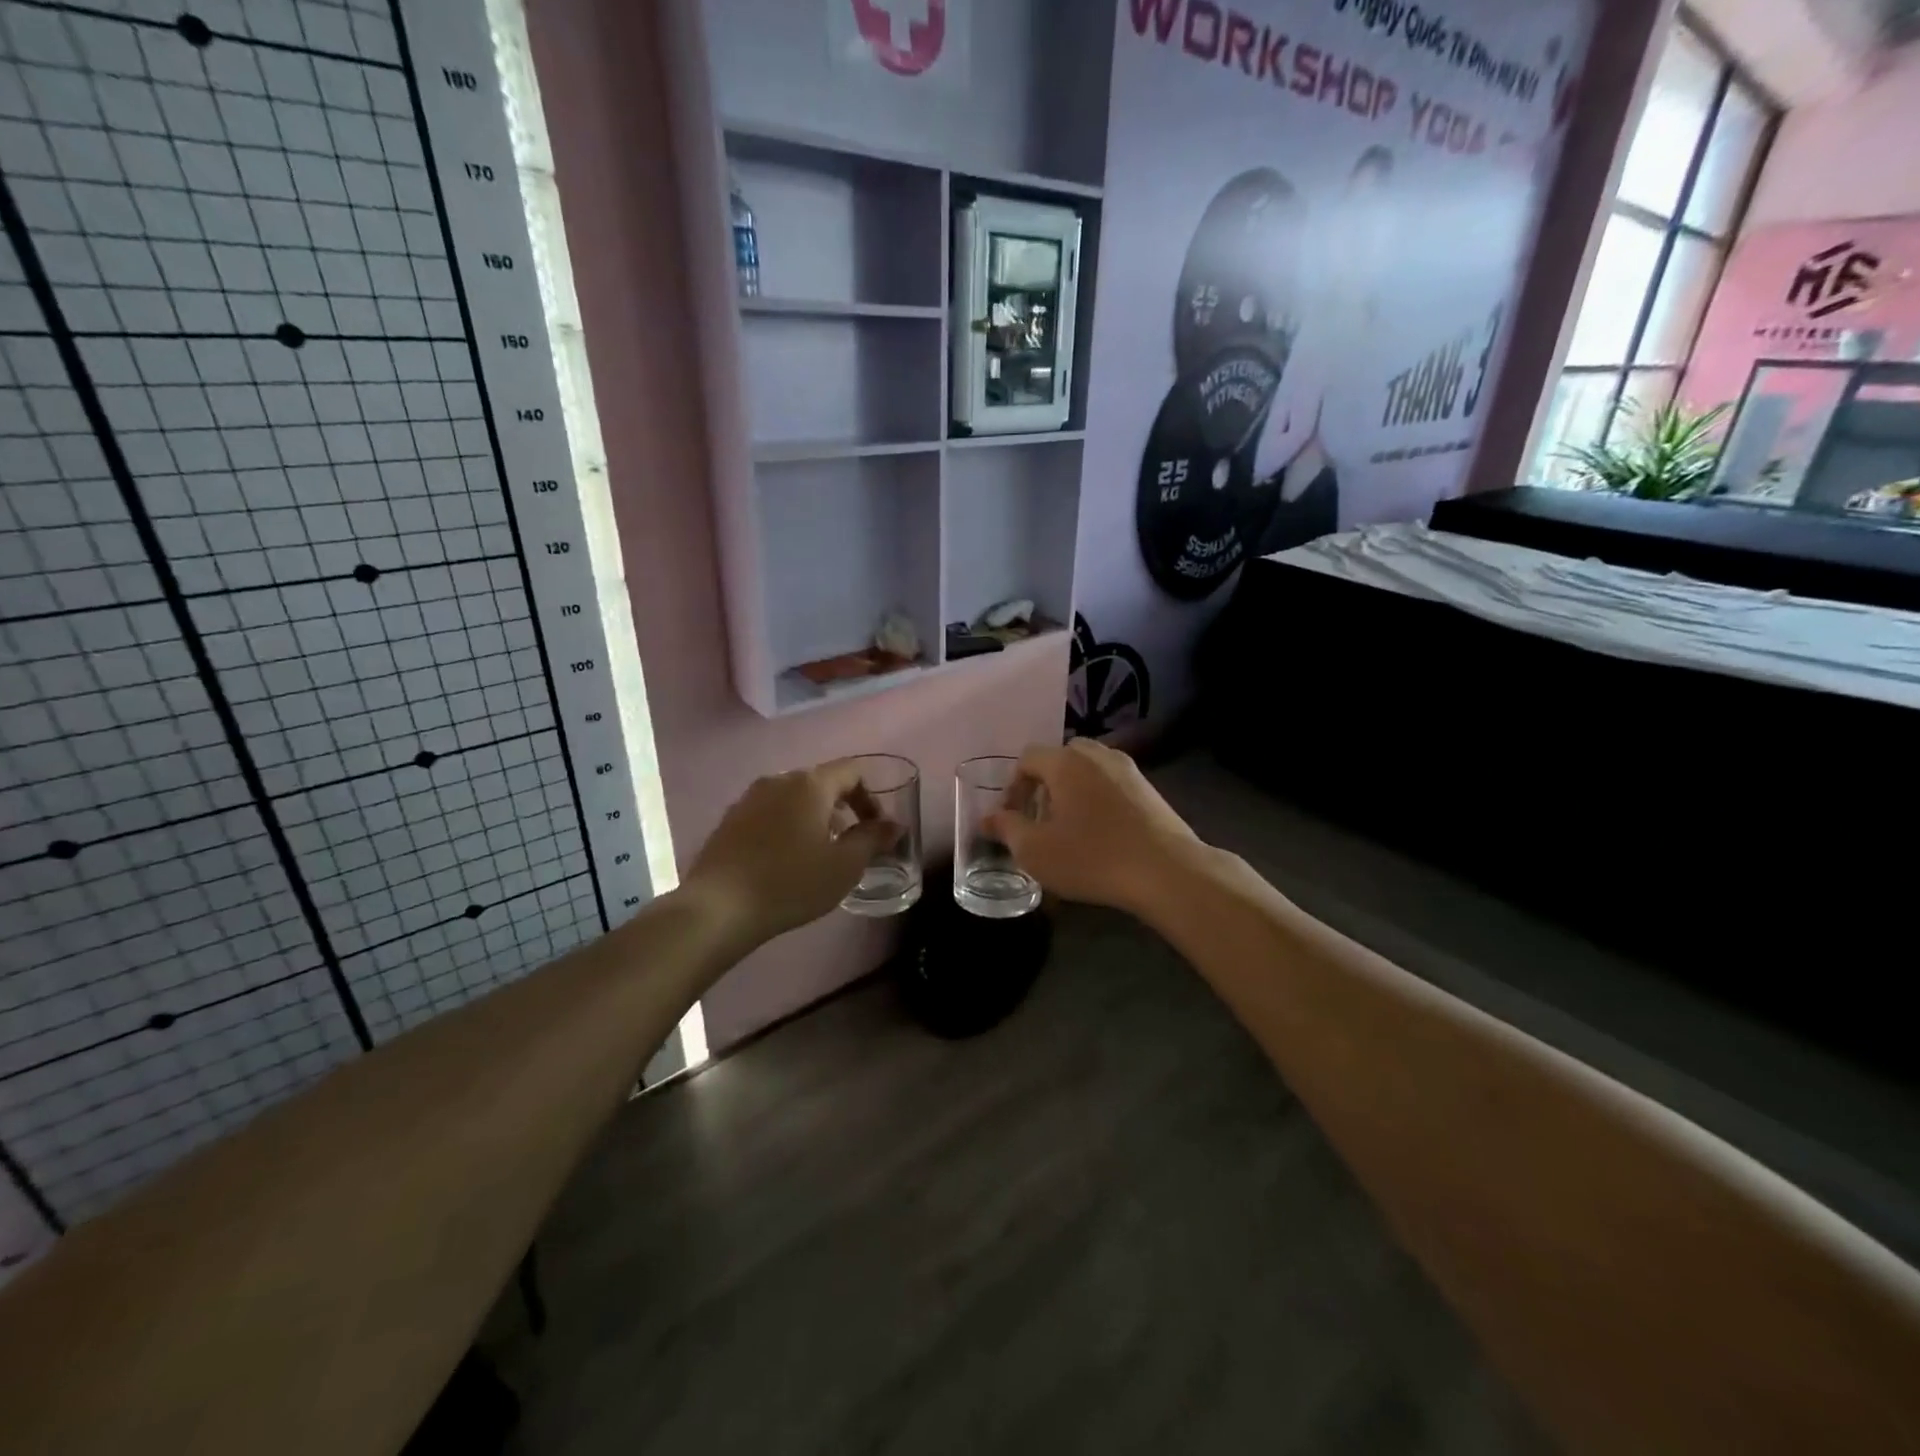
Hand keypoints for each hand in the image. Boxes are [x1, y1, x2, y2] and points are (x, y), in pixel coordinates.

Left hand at [683, 760, 899, 946]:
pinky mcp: (729, 820)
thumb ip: (873, 839)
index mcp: (811, 784)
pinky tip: (785, 861)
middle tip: (850, 844)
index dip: (871, 797)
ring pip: (794, 798)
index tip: (875, 829)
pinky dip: (787, 827)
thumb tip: (894, 825)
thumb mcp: (845, 865)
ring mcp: (749, 798)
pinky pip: (769, 813)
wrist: (719, 908)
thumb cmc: (791, 882)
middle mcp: (779, 780)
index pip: (852, 771)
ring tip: (818, 854)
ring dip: (814, 818)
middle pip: (821, 782)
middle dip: (842, 808)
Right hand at [985, 739, 1200, 916]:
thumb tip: (988, 818)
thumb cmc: (1092, 857)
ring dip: (1071, 791)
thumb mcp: (1036, 850)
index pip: (1027, 758)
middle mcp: (1097, 755)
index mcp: (1066, 761)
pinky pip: (1111, 784)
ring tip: (1068, 828)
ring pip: (1088, 770)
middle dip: (1043, 785)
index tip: (1012, 819)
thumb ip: (1007, 828)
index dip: (1012, 787)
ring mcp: (1128, 770)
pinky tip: (1100, 833)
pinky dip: (1097, 799)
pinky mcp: (1149, 789)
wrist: (1167, 872)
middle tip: (1039, 819)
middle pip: (1059, 758)